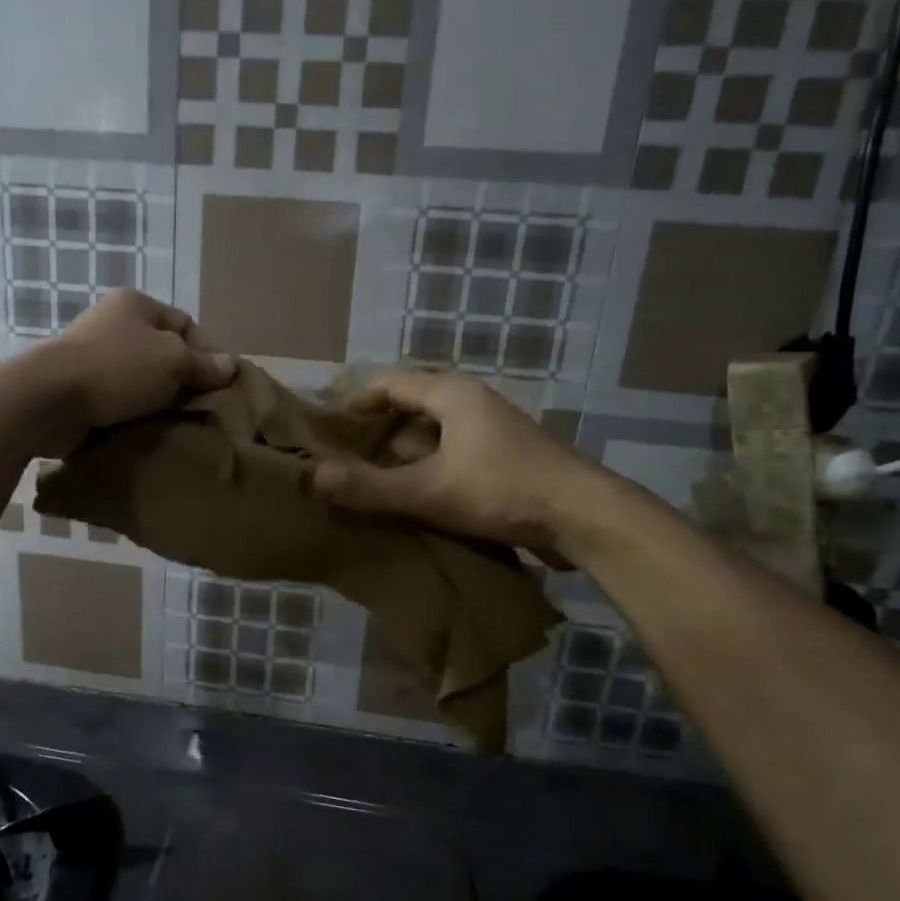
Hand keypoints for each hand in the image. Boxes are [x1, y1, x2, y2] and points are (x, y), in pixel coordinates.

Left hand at [26, 290, 233, 451]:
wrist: (48, 399)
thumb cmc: (116, 368)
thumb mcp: (172, 361)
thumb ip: (202, 365)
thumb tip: (230, 366)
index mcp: (136, 305)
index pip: (186, 324)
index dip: (207, 352)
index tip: (218, 385)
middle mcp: (114, 325)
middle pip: (163, 353)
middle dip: (183, 381)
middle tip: (200, 409)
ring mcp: (94, 357)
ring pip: (141, 380)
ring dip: (158, 401)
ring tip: (176, 424)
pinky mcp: (81, 389)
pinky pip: (119, 400)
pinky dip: (133, 414)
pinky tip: (147, 430)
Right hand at [311, 372, 605, 555]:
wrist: (584, 517)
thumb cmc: (502, 491)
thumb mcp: (429, 491)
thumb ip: (371, 486)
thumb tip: (315, 476)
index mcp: (452, 394)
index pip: (391, 383)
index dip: (356, 402)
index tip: (329, 428)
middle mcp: (473, 402)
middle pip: (412, 405)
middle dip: (377, 429)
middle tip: (346, 456)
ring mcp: (494, 429)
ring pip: (434, 430)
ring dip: (404, 450)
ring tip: (374, 477)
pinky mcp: (507, 456)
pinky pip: (453, 450)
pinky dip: (429, 464)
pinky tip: (417, 493)